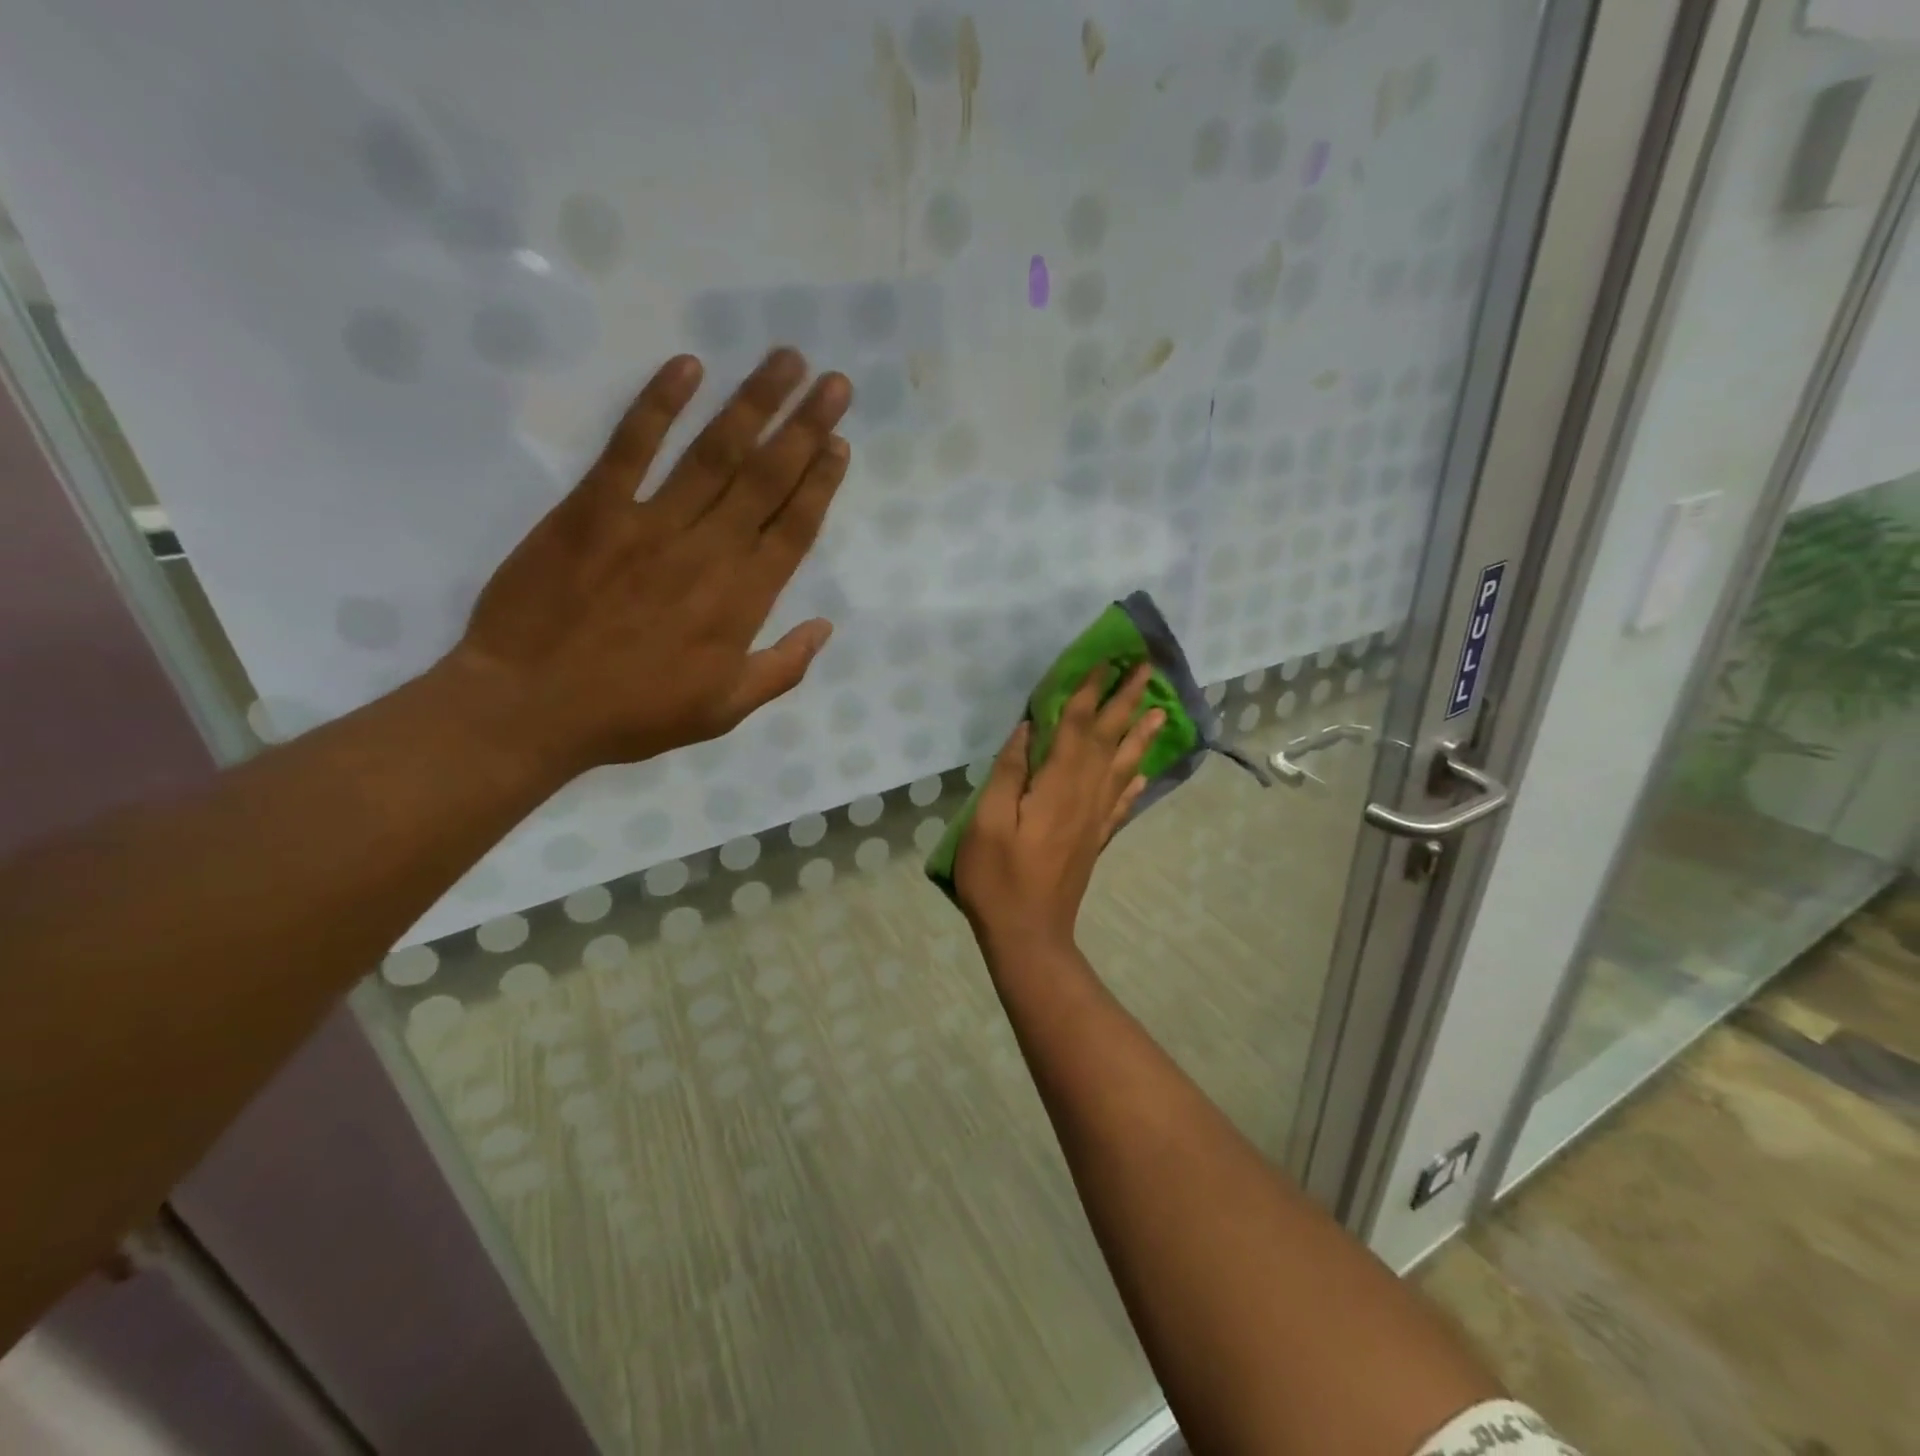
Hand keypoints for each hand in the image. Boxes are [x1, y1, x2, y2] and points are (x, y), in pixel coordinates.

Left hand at [443, 348, 851, 777]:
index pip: (794, 528)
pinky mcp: (593, 509)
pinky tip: (688, 367)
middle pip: (766, 479)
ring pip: (714, 453)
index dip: (820, 482)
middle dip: (805, 427)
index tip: (840, 442)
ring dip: (753, 403)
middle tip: (835, 382)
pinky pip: (631, 447)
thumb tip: (825, 628)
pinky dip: (658, 405)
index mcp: (742, 601)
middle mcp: (708, 552)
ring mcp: (650, 524)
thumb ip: (781, 670)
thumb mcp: (724, 711)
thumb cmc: (634, 714)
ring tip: (785, 361)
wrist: (532, 707)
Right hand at [955, 665, 1164, 954]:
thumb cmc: (997, 879)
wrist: (1029, 935)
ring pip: (1123, 767)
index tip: (1105, 661)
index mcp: (1056, 786)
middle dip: (1126, 701)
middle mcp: (1084, 795)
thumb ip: (1006, 773)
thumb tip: (1026, 730)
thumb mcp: (985, 822)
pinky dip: (1133, 783)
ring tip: (1160, 710)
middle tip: (1146, 669)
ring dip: (1140, 736)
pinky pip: (1121, 803)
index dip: (1090, 692)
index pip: (1077, 727)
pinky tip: (1142, 773)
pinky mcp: (1096, 840)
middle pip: (1108, 739)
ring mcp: (1094, 819)